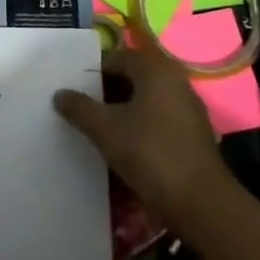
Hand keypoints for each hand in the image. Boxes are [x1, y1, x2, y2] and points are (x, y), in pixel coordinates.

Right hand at [53, 44, 233, 235]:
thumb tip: (60, 94)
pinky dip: (139, 124)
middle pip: (135, 77)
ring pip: (147, 99)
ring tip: (98, 127)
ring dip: (123, 109)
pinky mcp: (192, 134)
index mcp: (157, 72)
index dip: (94, 70)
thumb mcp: (106, 130)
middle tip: (82, 107)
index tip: (74, 89)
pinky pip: (159, 118)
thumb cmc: (150, 154)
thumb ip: (80, 108)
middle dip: (107, 90)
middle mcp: (176, 83)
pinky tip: (123, 144)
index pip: (120, 57)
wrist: (199, 201)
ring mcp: (188, 109)